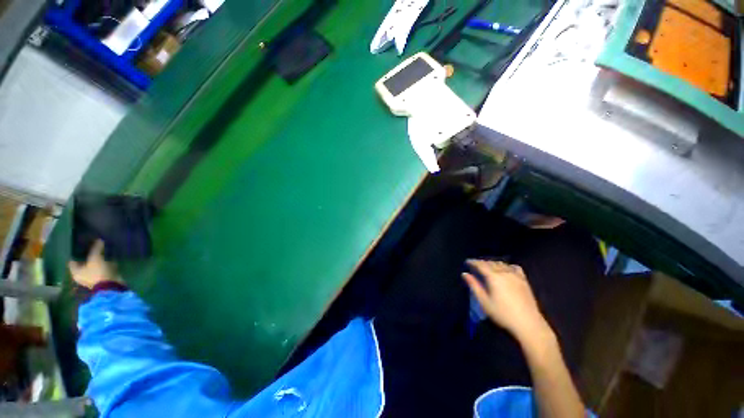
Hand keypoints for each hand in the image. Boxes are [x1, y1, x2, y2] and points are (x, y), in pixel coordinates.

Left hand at [68, 240, 121, 288]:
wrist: (111, 286)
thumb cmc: (97, 273)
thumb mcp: (96, 258)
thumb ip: (96, 249)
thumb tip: (99, 240)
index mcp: (75, 271)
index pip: (72, 260)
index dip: (76, 252)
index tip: (81, 245)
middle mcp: (81, 275)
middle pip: (83, 263)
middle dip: (87, 256)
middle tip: (92, 247)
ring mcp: (91, 278)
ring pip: (92, 266)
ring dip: (96, 260)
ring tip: (101, 251)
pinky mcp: (101, 279)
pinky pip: (100, 269)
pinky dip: (103, 264)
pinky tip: (108, 259)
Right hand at [463, 260, 549, 341]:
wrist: (528, 324)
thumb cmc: (503, 314)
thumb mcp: (484, 301)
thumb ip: (474, 286)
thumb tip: (464, 274)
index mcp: (494, 276)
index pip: (480, 265)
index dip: (473, 262)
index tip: (467, 262)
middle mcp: (504, 272)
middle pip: (490, 263)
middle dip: (481, 262)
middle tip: (474, 265)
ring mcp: (516, 275)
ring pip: (501, 264)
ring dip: (492, 263)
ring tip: (487, 267)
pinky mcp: (524, 280)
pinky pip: (513, 267)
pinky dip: (506, 266)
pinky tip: (504, 269)